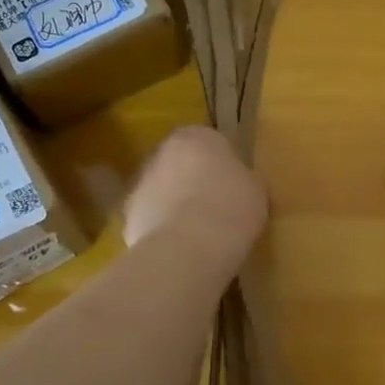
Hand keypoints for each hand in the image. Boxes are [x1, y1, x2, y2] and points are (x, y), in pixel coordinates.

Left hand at [124, 127, 267, 256]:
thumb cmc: (231, 208)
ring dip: (175, 202)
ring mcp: (140, 184)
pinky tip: (181, 246)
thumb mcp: (256, 189)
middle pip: (180, 162)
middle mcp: (162, 152)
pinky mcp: (128, 216)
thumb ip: (244, 178)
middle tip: (215, 203)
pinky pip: (151, 217)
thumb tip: (240, 182)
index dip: (222, 162)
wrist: (188, 248)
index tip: (233, 182)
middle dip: (193, 178)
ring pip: (162, 189)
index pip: (209, 140)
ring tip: (198, 230)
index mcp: (197, 136)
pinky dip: (162, 228)